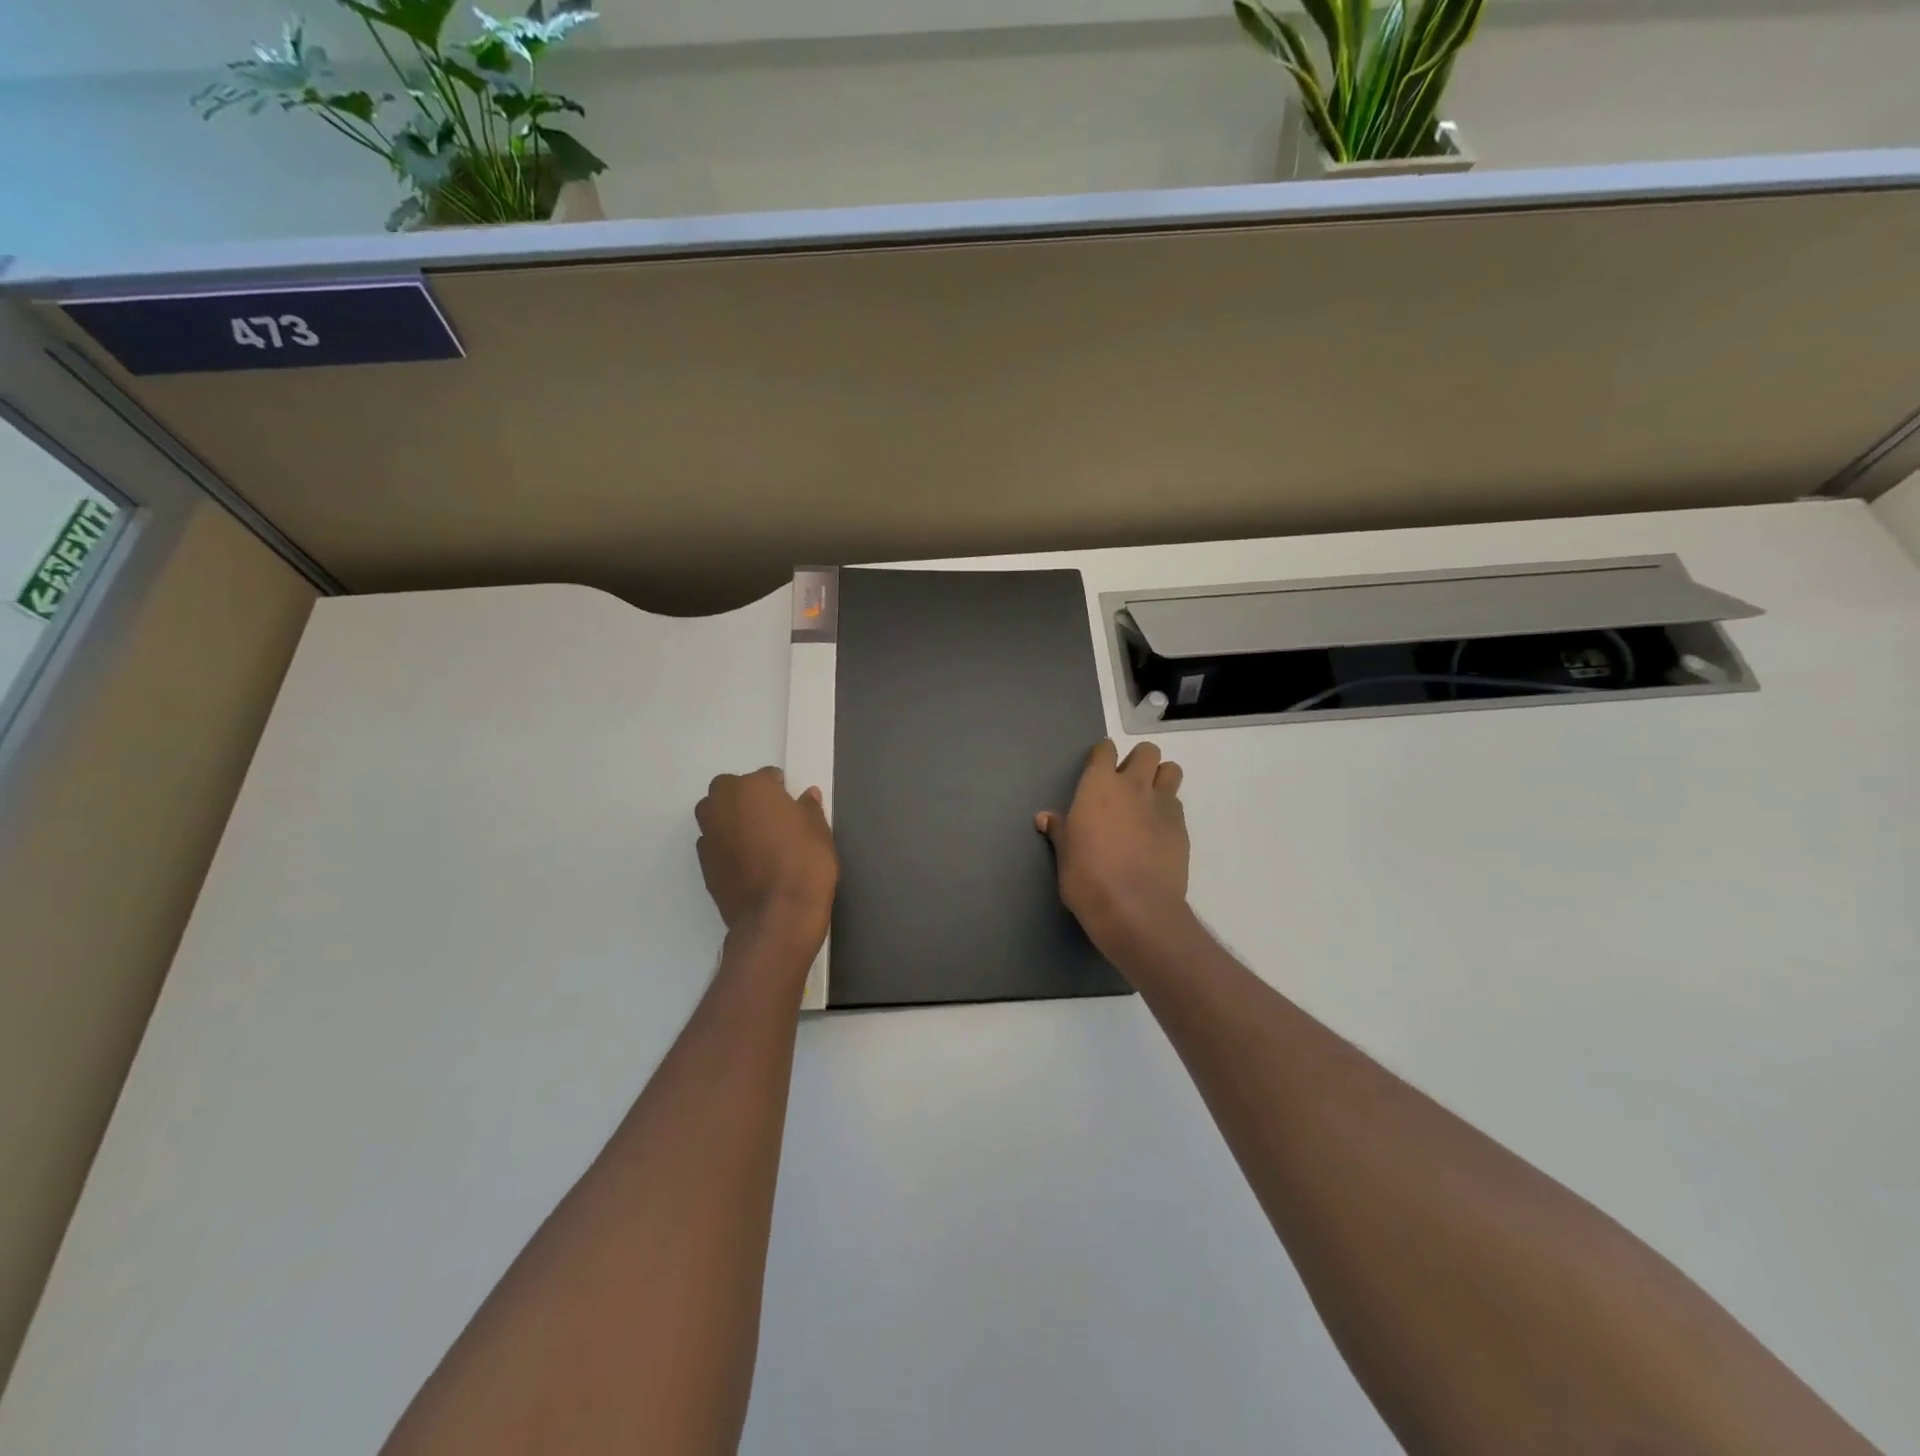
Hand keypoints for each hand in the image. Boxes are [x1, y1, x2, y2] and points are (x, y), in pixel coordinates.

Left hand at [695, 768, 837, 948]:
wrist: (778, 915)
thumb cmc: (805, 862)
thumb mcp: (819, 830)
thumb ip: (808, 808)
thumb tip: (806, 796)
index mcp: (751, 787)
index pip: (767, 777)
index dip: (781, 791)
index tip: (792, 808)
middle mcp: (722, 804)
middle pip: (731, 791)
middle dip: (748, 800)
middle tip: (772, 821)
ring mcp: (708, 834)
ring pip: (717, 816)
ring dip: (733, 821)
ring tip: (758, 843)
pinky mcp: (702, 864)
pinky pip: (715, 844)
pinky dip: (727, 847)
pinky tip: (748, 864)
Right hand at [1037, 739, 1189, 955]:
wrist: (1135, 908)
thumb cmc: (1087, 878)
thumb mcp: (1064, 854)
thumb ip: (1059, 830)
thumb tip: (1044, 818)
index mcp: (1098, 785)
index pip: (1105, 750)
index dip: (1102, 756)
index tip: (1098, 769)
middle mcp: (1133, 786)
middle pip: (1146, 751)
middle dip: (1139, 761)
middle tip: (1127, 784)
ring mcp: (1162, 805)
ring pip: (1171, 771)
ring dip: (1161, 778)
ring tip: (1149, 801)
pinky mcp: (1182, 828)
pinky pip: (1177, 805)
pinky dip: (1168, 811)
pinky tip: (1158, 832)